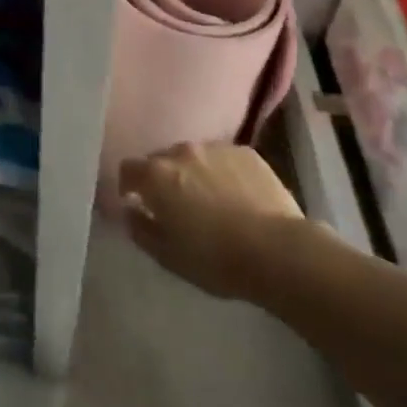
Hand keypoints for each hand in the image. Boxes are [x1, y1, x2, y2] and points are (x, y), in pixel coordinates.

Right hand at [119, 142, 307, 300]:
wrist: (278, 251)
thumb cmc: (215, 258)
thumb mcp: (167, 256)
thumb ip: (140, 229)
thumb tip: (130, 211)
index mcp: (156, 175)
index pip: (128, 169)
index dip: (129, 186)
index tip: (137, 204)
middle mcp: (181, 151)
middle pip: (161, 160)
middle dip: (163, 179)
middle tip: (177, 207)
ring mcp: (215, 148)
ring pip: (193, 157)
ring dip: (193, 173)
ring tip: (211, 201)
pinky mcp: (246, 153)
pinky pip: (223, 159)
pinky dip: (222, 173)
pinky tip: (238, 197)